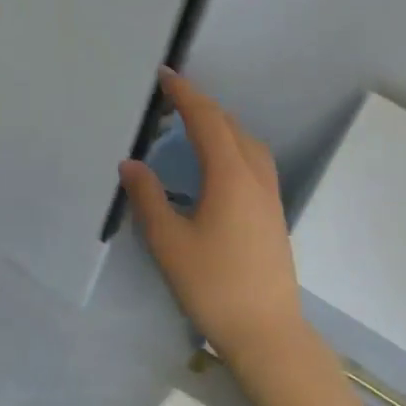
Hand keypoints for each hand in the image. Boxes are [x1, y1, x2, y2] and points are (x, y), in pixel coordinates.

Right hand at [118, 69, 303, 356]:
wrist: (265, 330)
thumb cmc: (212, 285)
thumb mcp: (169, 242)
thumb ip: (148, 198)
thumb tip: (131, 164)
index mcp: (230, 177)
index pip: (207, 121)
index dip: (185, 95)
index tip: (165, 75)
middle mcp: (256, 178)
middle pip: (231, 127)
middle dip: (202, 107)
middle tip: (171, 100)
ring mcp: (270, 197)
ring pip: (248, 145)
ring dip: (221, 127)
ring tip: (193, 128)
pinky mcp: (273, 215)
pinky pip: (254, 163)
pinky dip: (232, 148)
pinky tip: (217, 167)